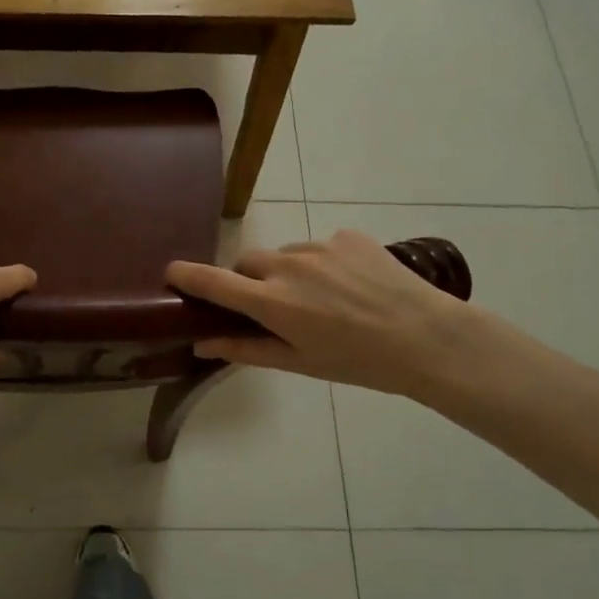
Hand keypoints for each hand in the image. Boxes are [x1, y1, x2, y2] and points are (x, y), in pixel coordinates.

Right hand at [165, 230, 477, 400]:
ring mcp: (319, 246)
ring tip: (324, 300)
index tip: (170, 272)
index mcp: (272, 302)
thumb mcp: (299, 363)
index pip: (214, 281)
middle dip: (249, 281)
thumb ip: (245, 349)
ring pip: (285, 255)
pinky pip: (320, 247)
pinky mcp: (347, 236)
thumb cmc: (359, 362)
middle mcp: (288, 265)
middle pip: (248, 263)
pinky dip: (323, 264)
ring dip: (289, 273)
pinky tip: (351, 286)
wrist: (428, 337)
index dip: (186, 275)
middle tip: (272, 307)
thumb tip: (201, 344)